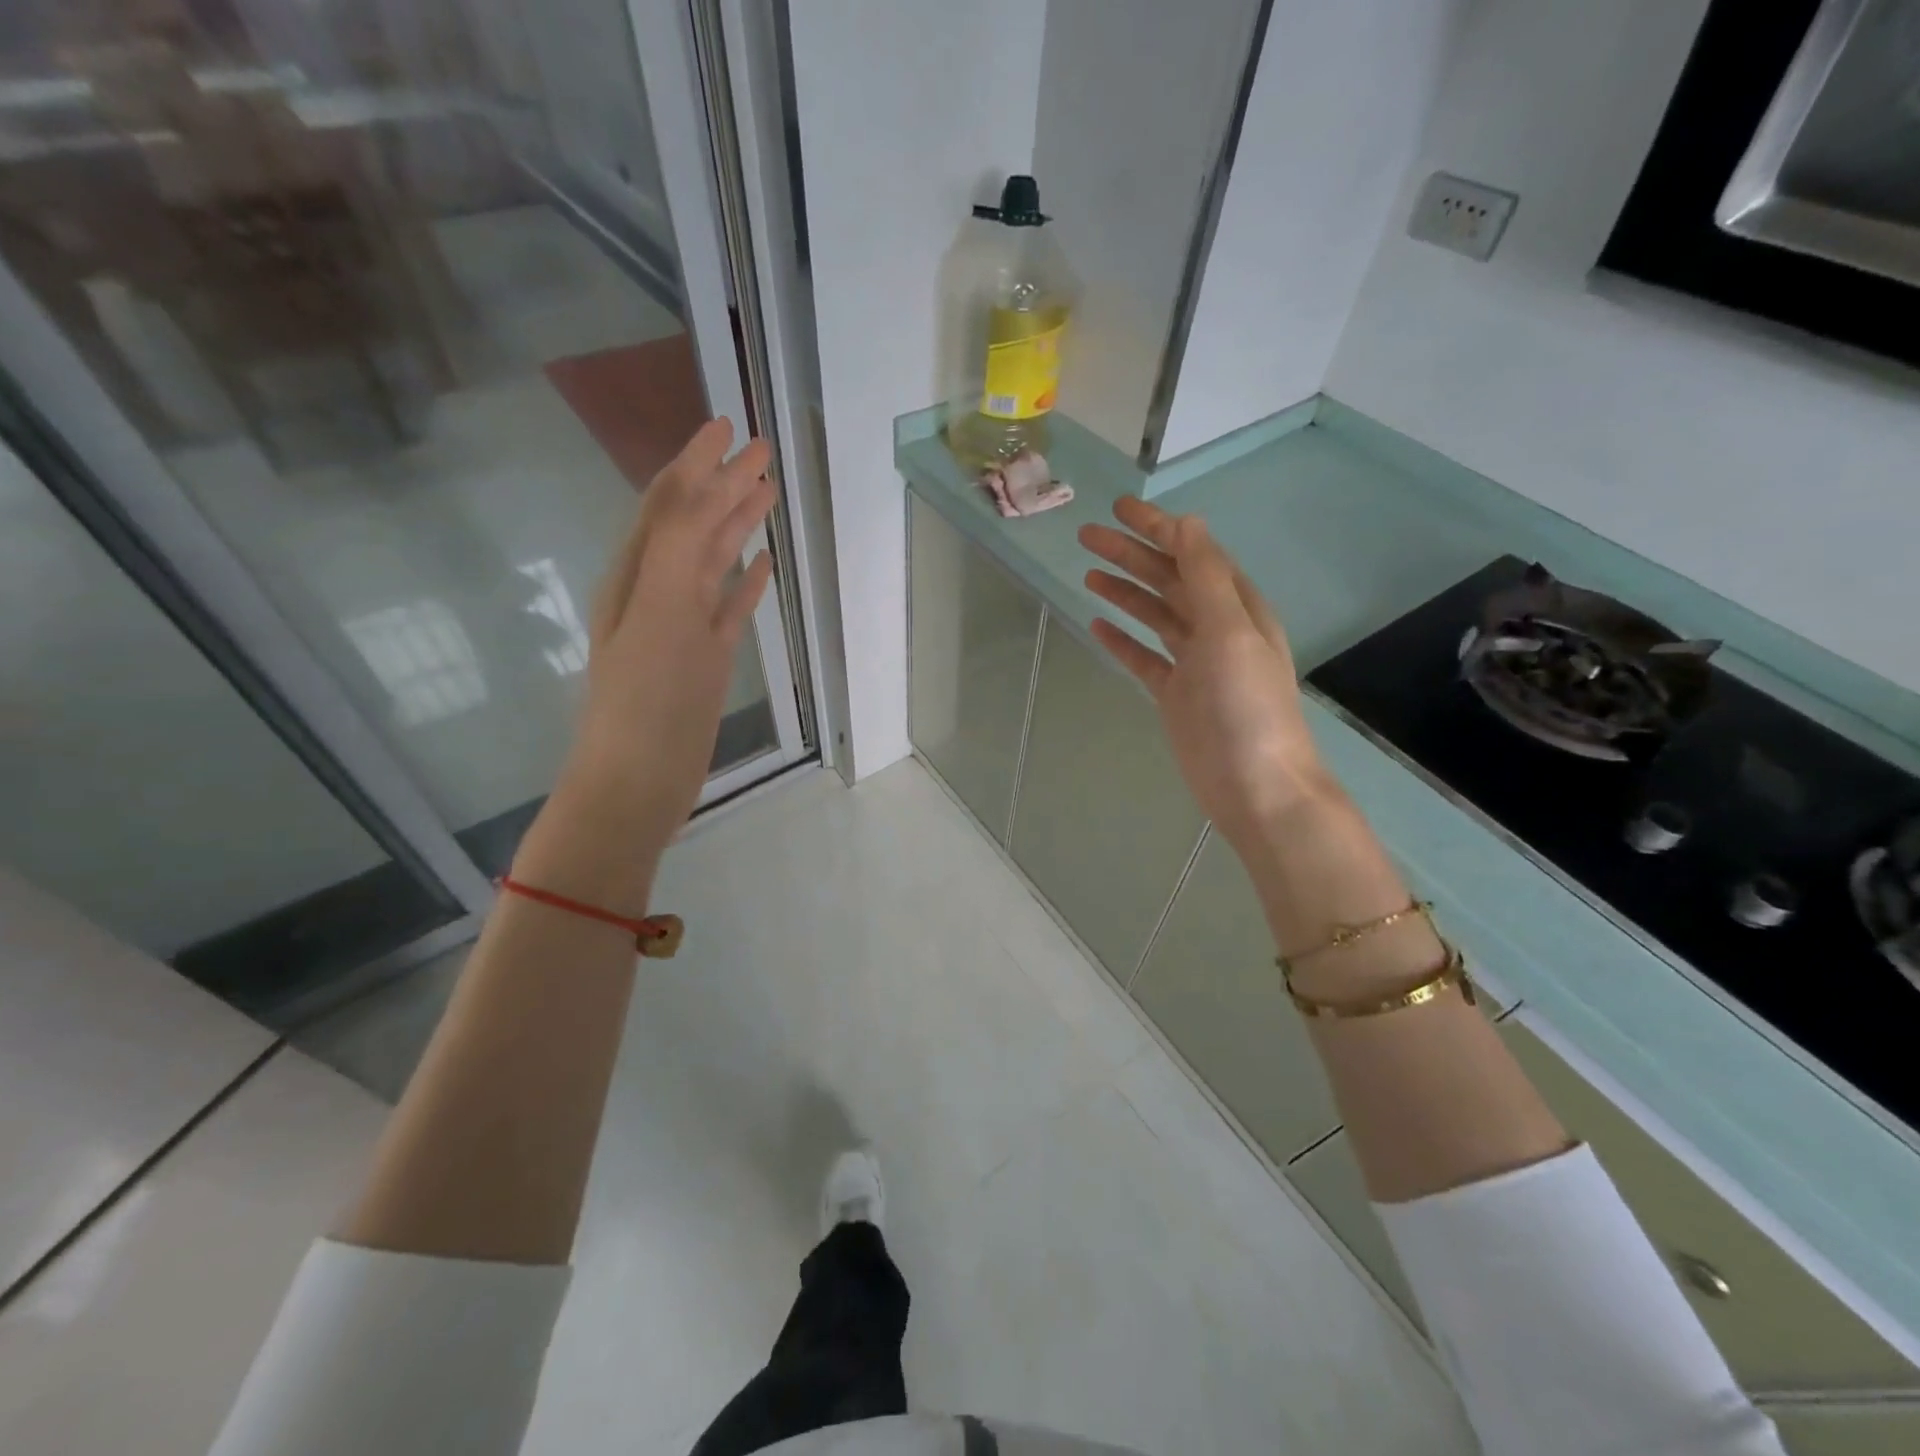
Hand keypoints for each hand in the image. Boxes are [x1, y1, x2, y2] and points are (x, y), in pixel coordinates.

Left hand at [521, 420, 774, 906]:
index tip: (727, 425)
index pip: (669, 502)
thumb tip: (700, 488)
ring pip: (714, 561)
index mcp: (638, 575)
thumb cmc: (645, 704)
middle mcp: (657, 591)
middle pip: (694, 523)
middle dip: (723, 483)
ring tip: (767, 494)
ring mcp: (683, 626)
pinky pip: (728, 607)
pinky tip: (763, 568)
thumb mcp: (657, 618)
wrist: (637, 782)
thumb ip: (675, 552)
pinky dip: (744, 582)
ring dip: (737, 525)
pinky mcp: (705, 658)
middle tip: (761, 450)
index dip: (696, 462)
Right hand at [1079, 496, 1330, 852]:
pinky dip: (1122, 640)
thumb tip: (1187, 523)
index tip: (1119, 508)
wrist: (1255, 785)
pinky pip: (1144, 657)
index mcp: (1237, 607)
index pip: (1193, 554)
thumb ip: (1206, 577)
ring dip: (1124, 591)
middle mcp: (1216, 628)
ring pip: (1154, 615)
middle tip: (1087, 536)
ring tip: (1088, 572)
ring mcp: (1194, 664)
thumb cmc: (1246, 706)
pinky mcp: (1175, 695)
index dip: (1158, 528)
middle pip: (1168, 580)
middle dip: (1131, 555)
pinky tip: (1098, 625)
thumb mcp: (1229, 631)